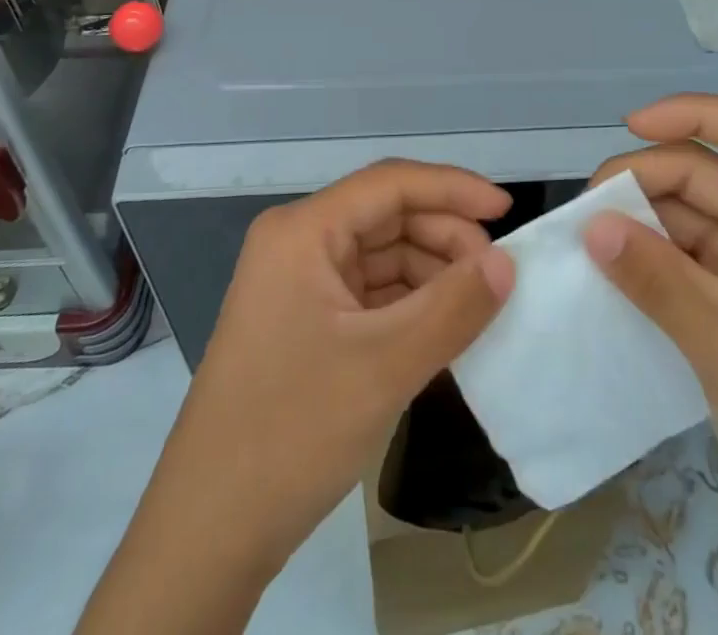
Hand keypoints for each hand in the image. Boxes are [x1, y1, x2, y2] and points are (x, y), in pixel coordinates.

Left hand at [78, 160, 514, 634]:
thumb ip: (454, 307)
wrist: (209, 532)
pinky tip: (445, 327)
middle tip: (498, 275)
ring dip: (432, 273)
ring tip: (479, 305)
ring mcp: (299, 283)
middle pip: (387, 217)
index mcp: (303, 231)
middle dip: (445, 238)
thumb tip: (508, 262)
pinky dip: (410, 304)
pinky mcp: (305, 321)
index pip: (390, 185)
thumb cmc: (292, 431)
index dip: (454, 189)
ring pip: (382, 256)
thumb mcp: (385, 366)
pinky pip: (369, 293)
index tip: (507, 211)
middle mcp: (298, 243)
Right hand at [585, 95, 717, 633]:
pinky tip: (613, 267)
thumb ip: (659, 281)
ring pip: (694, 214)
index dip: (695, 113)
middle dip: (650, 177)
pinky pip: (689, 256)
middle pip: (712, 173)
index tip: (632, 127)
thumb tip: (592, 226)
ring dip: (644, 218)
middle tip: (590, 207)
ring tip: (591, 237)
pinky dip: (651, 256)